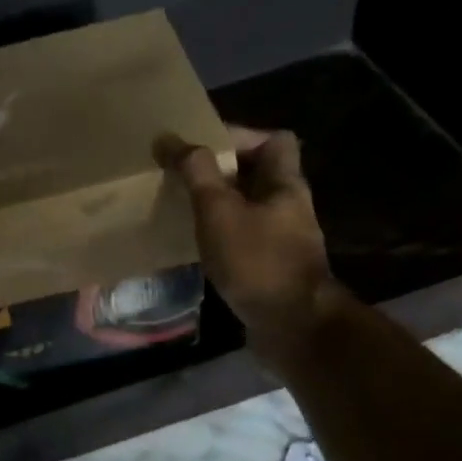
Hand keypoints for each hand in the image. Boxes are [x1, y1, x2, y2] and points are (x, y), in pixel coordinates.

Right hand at [158, 128, 349, 362]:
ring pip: (248, 206)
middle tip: (183, 177)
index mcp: (285, 183)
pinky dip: (221, 234)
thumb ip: (196, 172)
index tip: (200, 147)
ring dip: (218, 204)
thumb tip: (170, 139)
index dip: (239, 135)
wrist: (291, 325)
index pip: (274, 139)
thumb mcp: (219, 210)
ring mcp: (283, 238)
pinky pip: (244, 236)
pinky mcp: (271, 266)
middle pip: (257, 173)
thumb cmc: (256, 260)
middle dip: (220, 172)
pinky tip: (197, 244)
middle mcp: (289, 205)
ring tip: (183, 207)